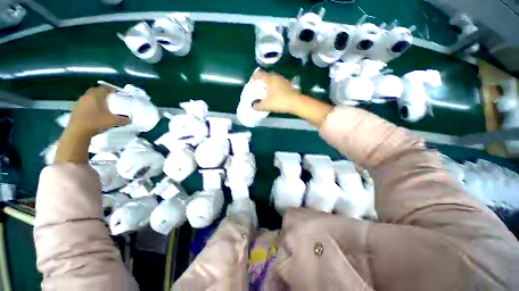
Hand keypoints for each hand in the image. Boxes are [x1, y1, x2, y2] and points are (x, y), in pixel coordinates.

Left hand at [68, 87, 129, 137]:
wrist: (78, 132)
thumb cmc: (96, 122)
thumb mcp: (113, 121)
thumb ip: (123, 120)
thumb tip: (130, 120)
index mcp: (96, 96)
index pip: (104, 88)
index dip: (111, 89)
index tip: (117, 93)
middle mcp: (87, 96)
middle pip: (95, 91)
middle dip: (102, 93)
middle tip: (110, 97)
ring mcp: (80, 102)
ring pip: (89, 97)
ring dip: (96, 99)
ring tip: (103, 104)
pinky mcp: (76, 109)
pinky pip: (86, 103)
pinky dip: (91, 105)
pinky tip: (95, 111)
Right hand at [250, 70, 302, 114]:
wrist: (296, 103)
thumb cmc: (279, 102)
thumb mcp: (266, 105)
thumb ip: (257, 106)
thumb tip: (253, 106)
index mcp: (269, 79)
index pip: (258, 74)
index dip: (253, 78)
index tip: (251, 84)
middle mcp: (276, 76)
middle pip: (265, 76)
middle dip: (260, 81)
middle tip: (257, 88)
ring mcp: (283, 80)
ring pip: (272, 79)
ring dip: (268, 84)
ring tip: (265, 91)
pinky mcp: (287, 84)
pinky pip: (277, 83)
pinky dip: (273, 86)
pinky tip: (273, 94)